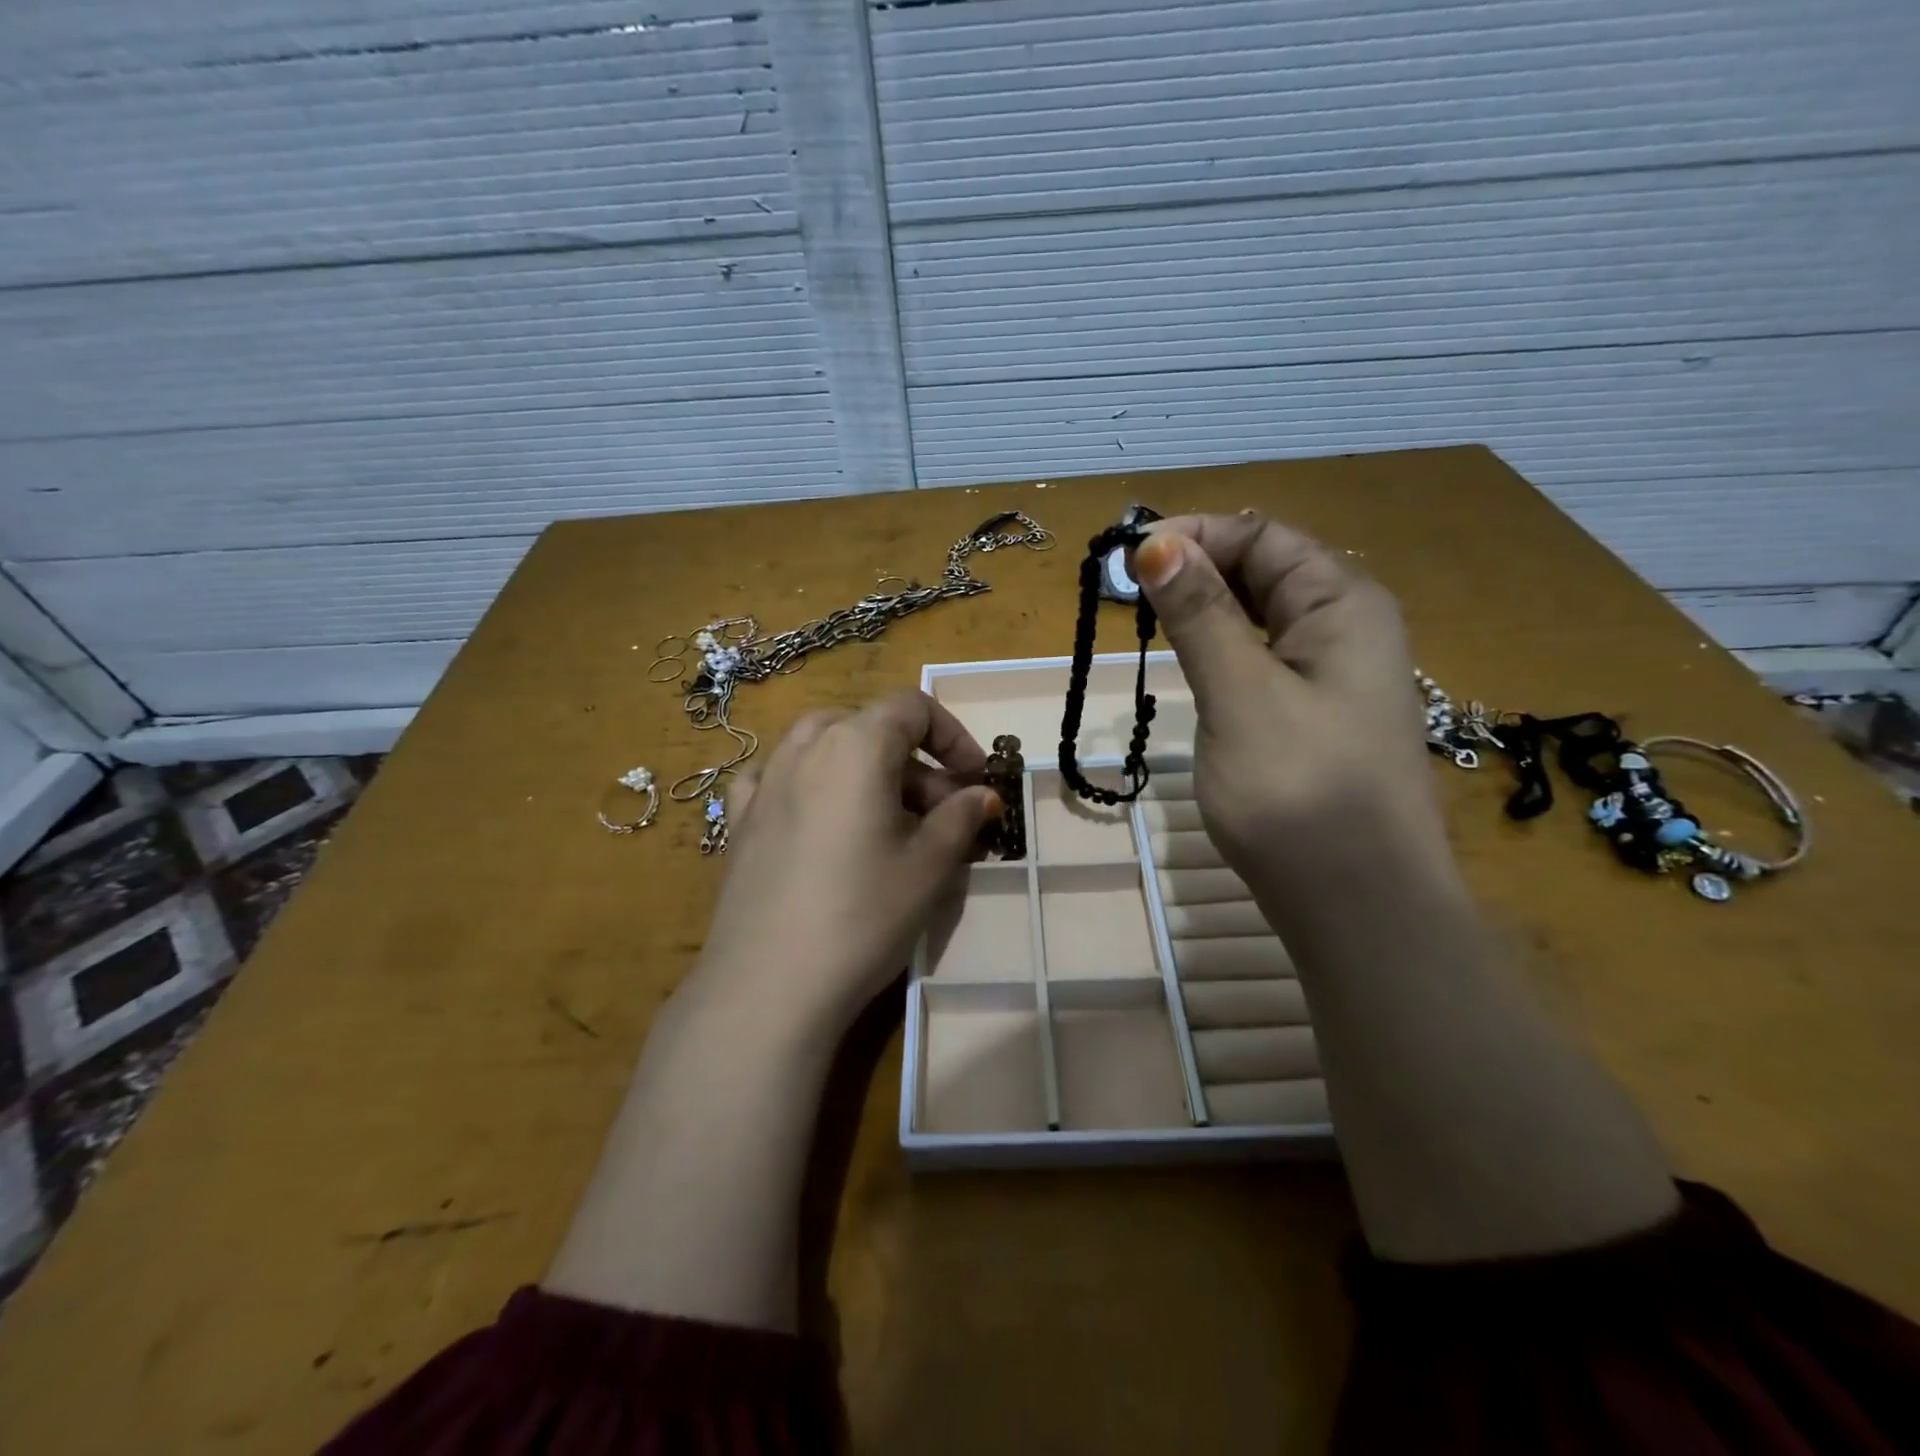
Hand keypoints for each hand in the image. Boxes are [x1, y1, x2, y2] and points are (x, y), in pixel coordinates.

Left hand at [687, 689, 999, 1044]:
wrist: (770, 984)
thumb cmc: (863, 914)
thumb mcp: (929, 866)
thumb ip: (961, 818)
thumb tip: (983, 795)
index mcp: (855, 744)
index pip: (912, 707)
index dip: (953, 736)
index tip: (975, 779)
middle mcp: (805, 748)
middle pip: (869, 727)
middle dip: (913, 760)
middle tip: (939, 812)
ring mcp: (765, 783)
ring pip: (823, 746)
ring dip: (865, 768)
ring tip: (885, 817)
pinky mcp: (741, 820)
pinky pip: (779, 777)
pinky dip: (810, 781)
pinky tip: (819, 816)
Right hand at [1132, 513, 1443, 900]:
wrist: (1356, 904)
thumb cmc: (1300, 793)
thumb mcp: (1241, 694)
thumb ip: (1201, 615)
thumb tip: (1156, 542)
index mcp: (1344, 602)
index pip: (1262, 536)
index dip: (1194, 535)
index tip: (1126, 560)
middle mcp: (1346, 624)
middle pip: (1263, 569)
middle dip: (1196, 568)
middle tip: (1129, 596)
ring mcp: (1331, 673)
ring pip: (1258, 614)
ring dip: (1204, 608)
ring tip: (1149, 622)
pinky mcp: (1311, 713)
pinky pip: (1261, 656)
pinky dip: (1220, 648)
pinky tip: (1191, 663)